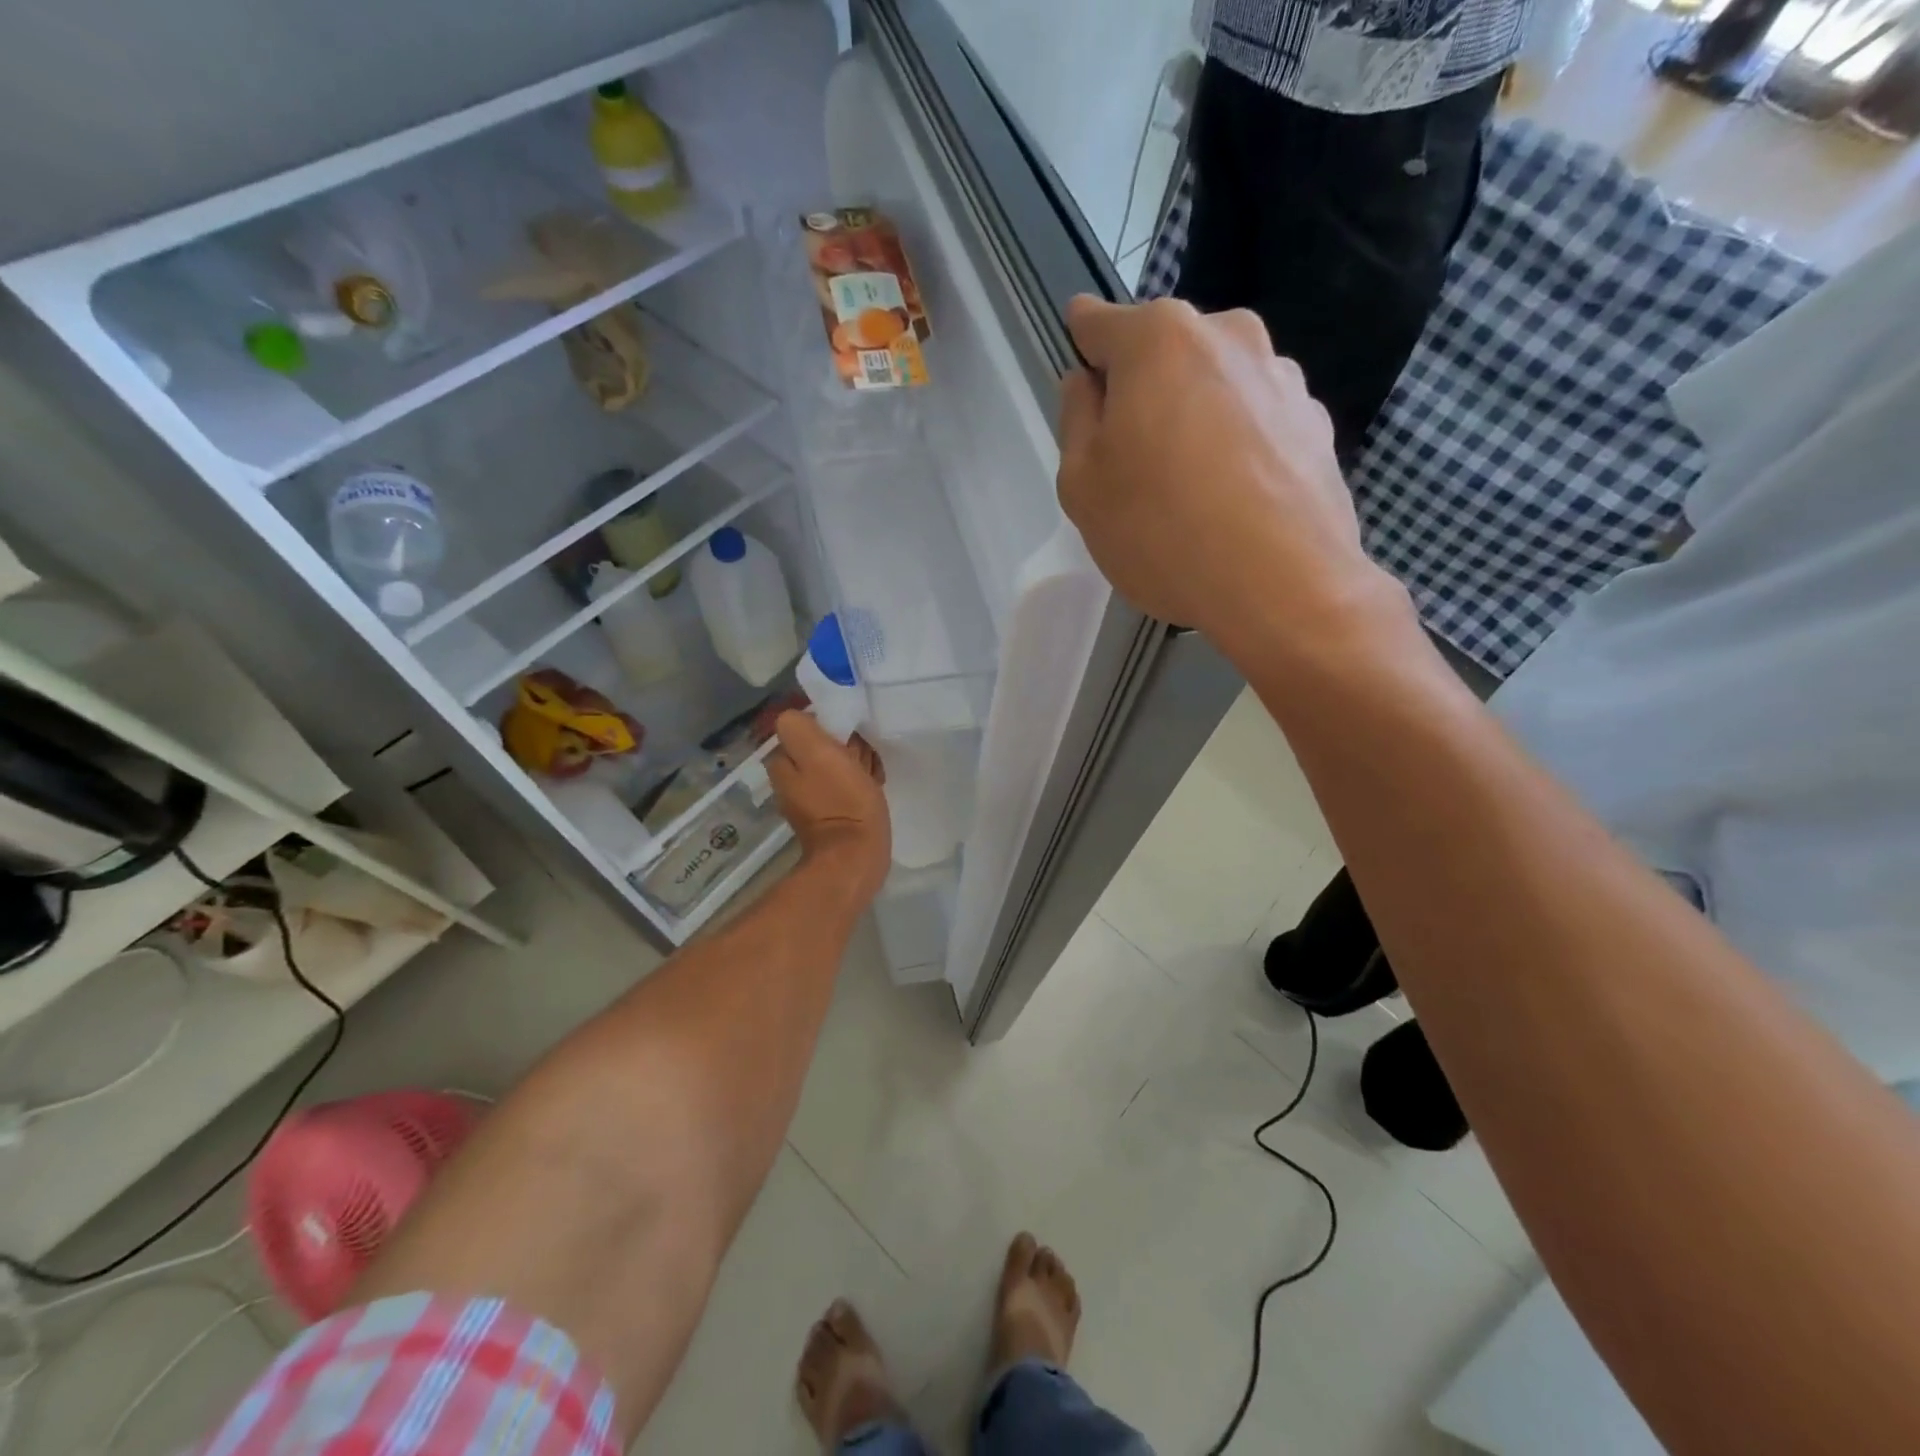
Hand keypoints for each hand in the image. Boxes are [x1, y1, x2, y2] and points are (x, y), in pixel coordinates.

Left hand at [767, 712, 890, 903]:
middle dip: (844, 746)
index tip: (850, 734)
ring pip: (834, 765)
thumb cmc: (842, 801)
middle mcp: (790, 780)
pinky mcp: (831, 815)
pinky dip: (858, 783)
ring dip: (854, 763)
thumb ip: (800, 728)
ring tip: (873, 770)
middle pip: (820, 746)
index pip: (804, 726)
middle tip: (865, 754)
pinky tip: (873, 786)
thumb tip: (798, 716)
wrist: (855, 858)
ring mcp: (810, 800)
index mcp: (783, 763)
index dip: (830, 726)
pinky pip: (844, 787)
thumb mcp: (819, 753)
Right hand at [1057, 297, 1404, 661]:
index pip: (1095, 322)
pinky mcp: (1315, 420)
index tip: (1084, 399)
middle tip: (1135, 466)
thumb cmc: (1161, 530)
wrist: (1283, 585)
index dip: (1081, 356)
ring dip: (1193, 419)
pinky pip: (1255, 421)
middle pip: (1160, 353)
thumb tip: (1087, 383)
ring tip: (1191, 493)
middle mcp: (1227, 333)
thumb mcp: (1082, 484)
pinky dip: (1237, 447)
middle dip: (1141, 395)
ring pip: (1212, 386)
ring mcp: (1280, 374)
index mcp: (1158, 338)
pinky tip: (1234, 504)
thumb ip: (1075, 419)